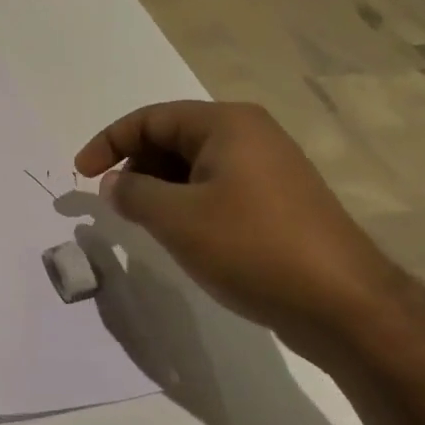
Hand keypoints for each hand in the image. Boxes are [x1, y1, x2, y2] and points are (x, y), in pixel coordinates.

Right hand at [75, 100, 410, 368]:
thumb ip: (133, 193)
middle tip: (115, 203)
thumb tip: (114, 183)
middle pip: (173, 138)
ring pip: (195, 166)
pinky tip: (183, 236)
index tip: (80, 174)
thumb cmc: (252, 247)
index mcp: (226, 124)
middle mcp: (250, 135)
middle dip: (135, 166)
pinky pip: (218, 189)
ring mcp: (269, 169)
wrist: (344, 305)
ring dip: (160, 188)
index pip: (150, 118)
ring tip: (144, 223)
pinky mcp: (279, 203)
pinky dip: (188, 203)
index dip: (108, 142)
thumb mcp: (177, 218)